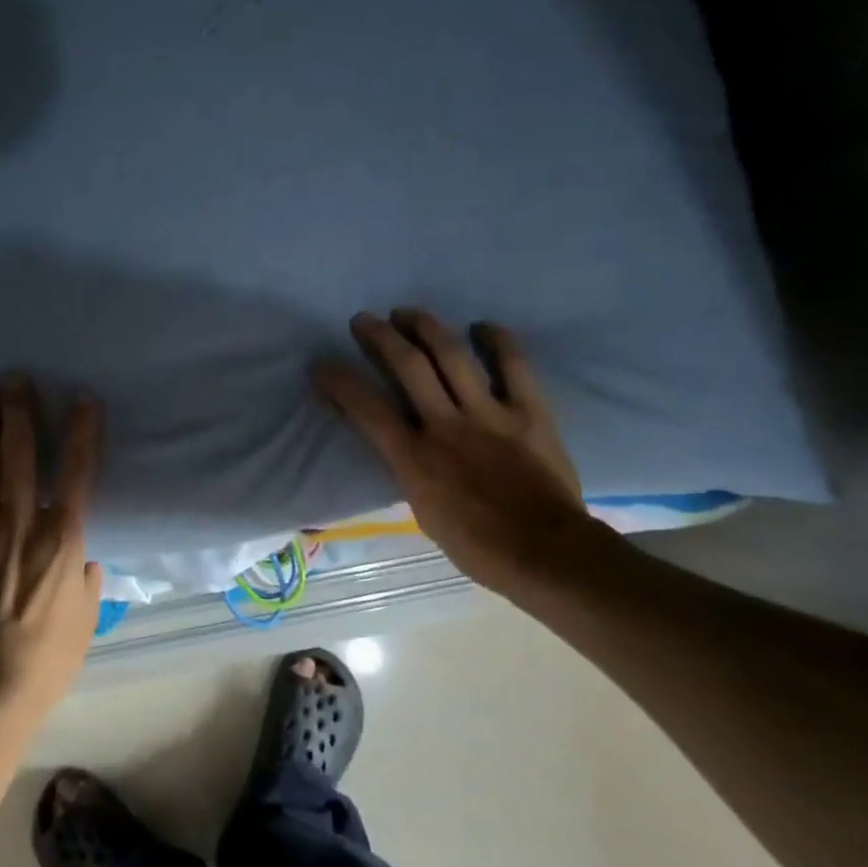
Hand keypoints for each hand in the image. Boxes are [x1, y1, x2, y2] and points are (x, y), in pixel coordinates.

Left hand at [0, 380, 104, 718]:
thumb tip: (84, 562)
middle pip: (22, 454)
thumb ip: (87, 580)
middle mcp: (23, 522)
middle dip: (19, 412)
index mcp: (64, 535)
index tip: (81, 398)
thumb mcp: (87, 617)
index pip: (78, 470)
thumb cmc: (50, 655)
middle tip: (14, 380)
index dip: (82, 429)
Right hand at [313, 310, 615, 605]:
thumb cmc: (478, 546)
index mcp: (414, 458)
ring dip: (426, 326)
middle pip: (406, 365)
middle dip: (379, 336)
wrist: (545, 554)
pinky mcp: (528, 411)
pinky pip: (513, 365)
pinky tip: (483, 326)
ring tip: (408, 312)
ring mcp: (488, 414)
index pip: (365, 409)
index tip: (321, 365)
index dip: (338, 382)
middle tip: (364, 320)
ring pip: (451, 355)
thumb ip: (410, 470)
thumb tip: (403, 447)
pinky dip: (498, 340)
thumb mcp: (423, 512)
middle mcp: (445, 425)